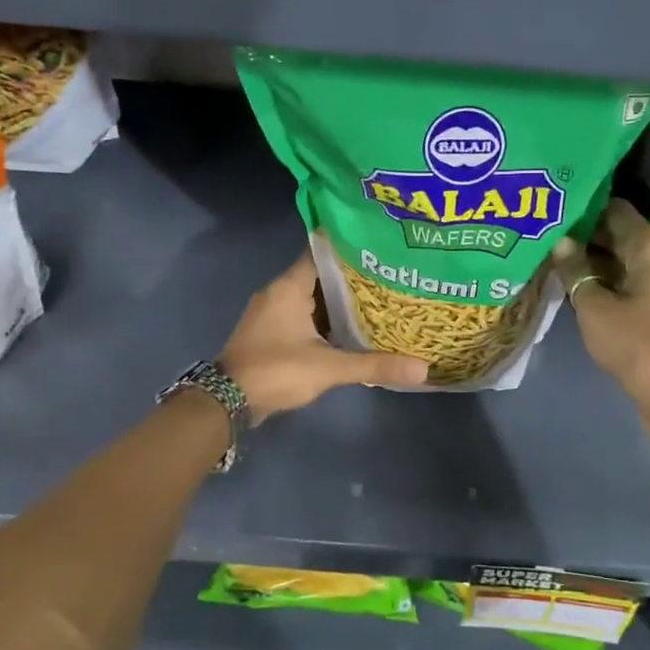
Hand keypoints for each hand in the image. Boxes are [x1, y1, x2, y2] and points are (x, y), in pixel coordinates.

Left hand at [220, 252, 427, 422]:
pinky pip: (304, 314)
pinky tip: (352, 327)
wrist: (226, 402)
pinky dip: (326, 318)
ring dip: (340, 300)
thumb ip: (374, 364)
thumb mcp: (328, 367)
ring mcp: (272, 312)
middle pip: (321, 274)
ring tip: (379, 298)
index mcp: (289, 286)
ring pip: (313, 296)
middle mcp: (279, 291)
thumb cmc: (276, 371)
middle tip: (390, 274)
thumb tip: (422, 369)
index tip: (381, 246)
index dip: (352, 248)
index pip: (323, 252)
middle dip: (353, 276)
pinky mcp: (271, 331)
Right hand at [551, 200, 649, 449]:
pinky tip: (568, 277)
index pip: (613, 208)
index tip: (551, 202)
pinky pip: (622, 278)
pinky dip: (598, 276)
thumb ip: (575, 271)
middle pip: (615, 230)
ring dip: (587, 255)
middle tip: (542, 226)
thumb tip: (560, 241)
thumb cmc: (637, 346)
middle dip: (580, 230)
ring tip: (547, 248)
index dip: (582, 203)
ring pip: (616, 256)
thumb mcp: (595, 309)